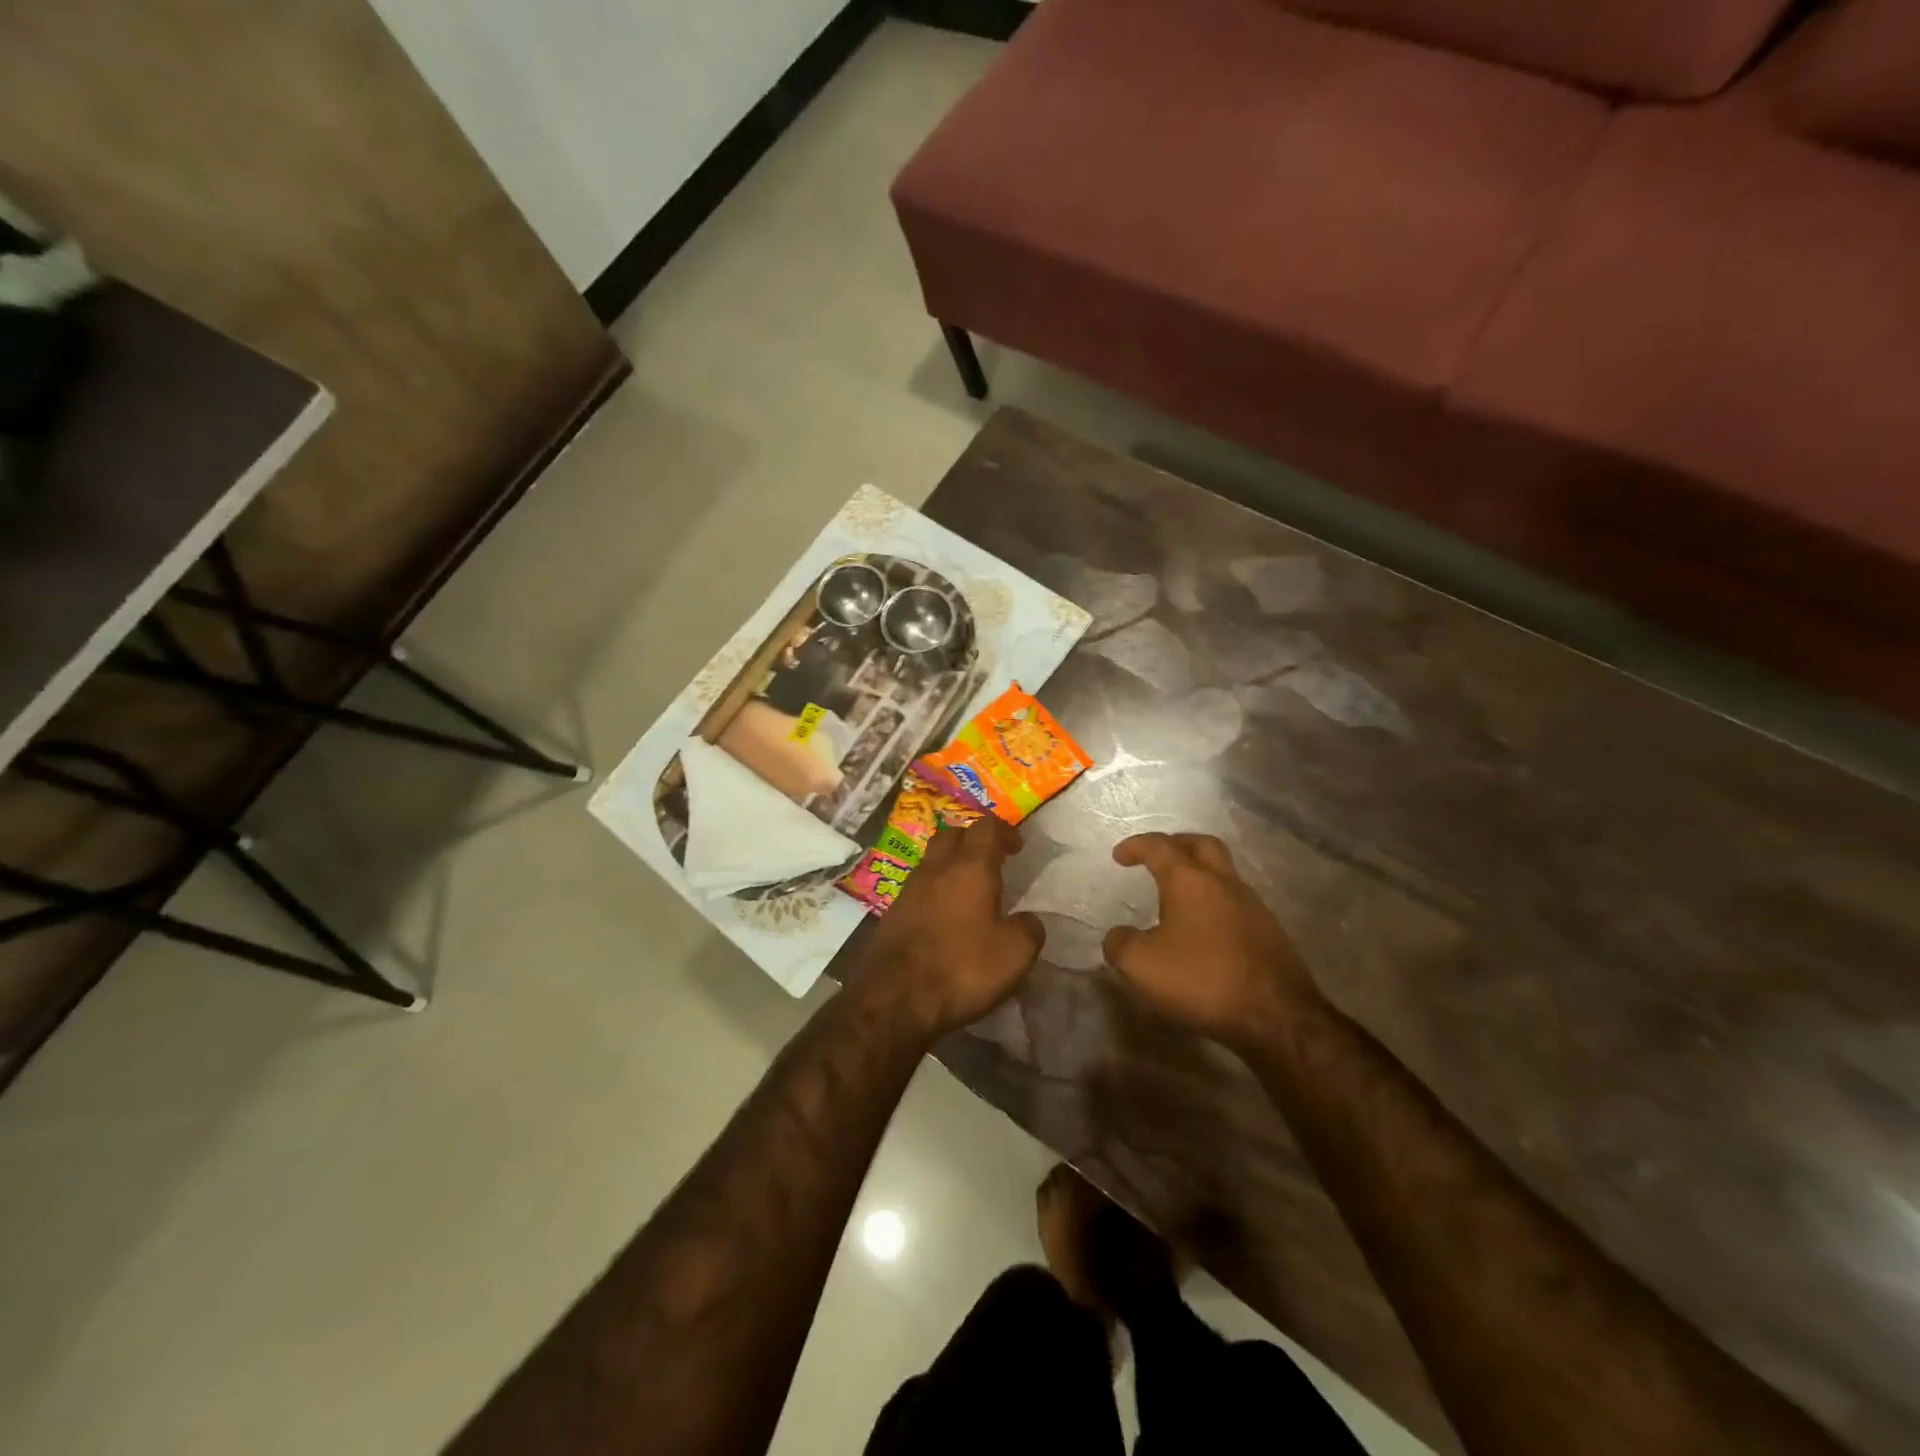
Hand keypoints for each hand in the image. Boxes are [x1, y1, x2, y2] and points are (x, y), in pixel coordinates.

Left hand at [863, 815, 1043, 1036]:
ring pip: (932, 861)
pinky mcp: (892, 914)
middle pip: (953, 835)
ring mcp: (909, 890)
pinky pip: (919, 889)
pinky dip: (935, 892)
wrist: (894, 998)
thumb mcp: (1016, 954)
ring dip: (950, 866)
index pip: (987, 828)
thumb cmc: (962, 967)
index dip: (1005, 831)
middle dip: (973, 841)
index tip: (1017, 846)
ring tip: (968, 890)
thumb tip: (1027, 920)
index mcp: (970, 867)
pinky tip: (944, 917)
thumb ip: (1029, 929)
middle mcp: (936, 869)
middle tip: (991, 861)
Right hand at [1102, 833, 1320, 1046]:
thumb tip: (1119, 936)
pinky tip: (1205, 932)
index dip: (1136, 846)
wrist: (1277, 1017)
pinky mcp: (1271, 934)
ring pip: (1224, 875)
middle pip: (1202, 846)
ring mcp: (1253, 907)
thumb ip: (1120, 945)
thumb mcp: (1141, 966)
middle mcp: (1225, 884)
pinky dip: (1216, 906)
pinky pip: (1237, 905)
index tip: (1119, 855)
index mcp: (1190, 881)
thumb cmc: (1202, 979)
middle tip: (1157, 857)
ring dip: (1200, 877)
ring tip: (1179, 899)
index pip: (1160, 847)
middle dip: (1176, 845)